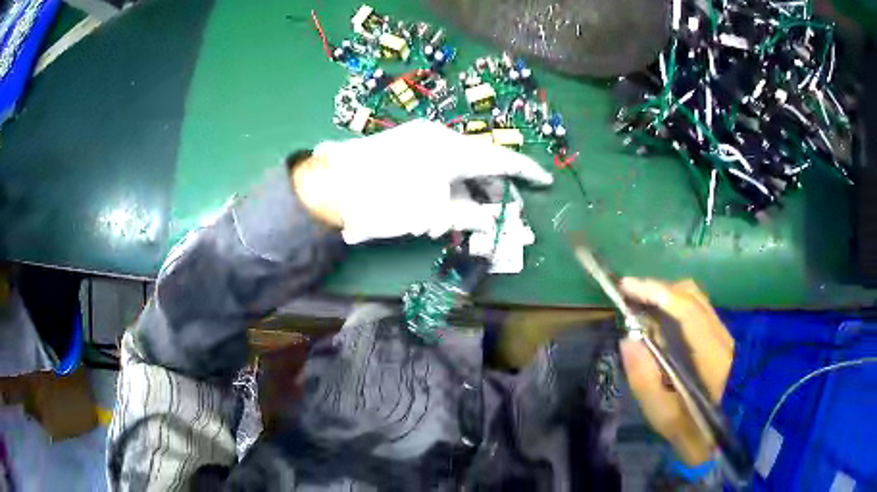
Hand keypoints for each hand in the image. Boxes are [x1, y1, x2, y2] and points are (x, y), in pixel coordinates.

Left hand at [293, 120, 552, 243]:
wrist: (329, 187)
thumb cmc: (385, 201)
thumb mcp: (434, 213)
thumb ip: (471, 216)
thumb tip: (496, 222)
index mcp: (452, 148)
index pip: (501, 159)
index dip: (526, 172)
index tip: (545, 181)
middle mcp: (439, 138)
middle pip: (477, 166)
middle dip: (486, 195)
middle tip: (493, 220)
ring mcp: (418, 140)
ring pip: (454, 171)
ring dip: (457, 199)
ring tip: (442, 226)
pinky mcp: (402, 148)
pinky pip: (434, 169)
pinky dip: (440, 191)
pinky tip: (427, 216)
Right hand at [618, 278, 734, 465]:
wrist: (711, 432)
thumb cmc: (685, 425)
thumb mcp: (660, 412)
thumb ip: (643, 378)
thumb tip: (627, 338)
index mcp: (711, 356)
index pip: (686, 310)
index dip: (657, 293)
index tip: (626, 287)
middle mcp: (721, 336)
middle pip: (690, 294)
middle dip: (657, 290)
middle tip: (629, 298)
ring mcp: (723, 332)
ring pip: (694, 296)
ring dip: (665, 295)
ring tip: (640, 305)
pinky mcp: (719, 334)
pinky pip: (696, 306)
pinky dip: (674, 303)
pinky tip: (659, 317)